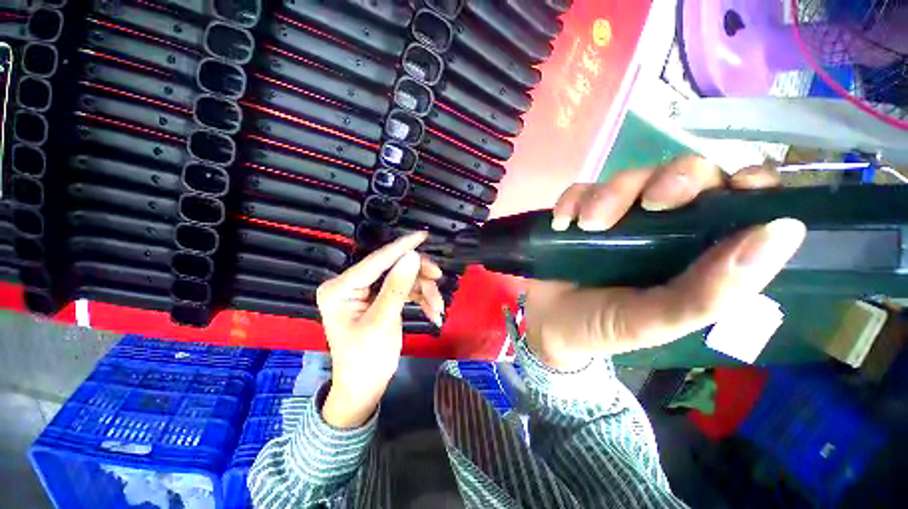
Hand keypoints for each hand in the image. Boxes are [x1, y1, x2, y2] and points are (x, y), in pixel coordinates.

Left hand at [316, 231, 443, 427]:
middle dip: (418, 276)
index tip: (423, 235)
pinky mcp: (379, 299)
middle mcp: (351, 285)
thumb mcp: (383, 322)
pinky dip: (420, 298)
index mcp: (340, 288)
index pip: (376, 261)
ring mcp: (366, 292)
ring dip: (423, 291)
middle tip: (439, 280)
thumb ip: (397, 287)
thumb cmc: (366, 360)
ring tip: (437, 308)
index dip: (401, 247)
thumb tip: (412, 256)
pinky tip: (432, 311)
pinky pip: (404, 290)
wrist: (364, 389)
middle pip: (392, 268)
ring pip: (402, 278)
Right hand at [527, 156, 805, 369]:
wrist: (551, 325)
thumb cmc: (606, 328)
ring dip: (608, 195)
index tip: (741, 187)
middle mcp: (660, 225)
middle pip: (682, 175)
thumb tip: (782, 231)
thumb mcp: (659, 321)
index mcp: (694, 251)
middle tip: (648, 204)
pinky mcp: (579, 214)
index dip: (748, 184)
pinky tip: (563, 222)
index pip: (738, 202)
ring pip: (627, 178)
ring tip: (586, 225)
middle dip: (671, 180)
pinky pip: (580, 190)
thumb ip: (714, 292)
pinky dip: (572, 200)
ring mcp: (616, 216)